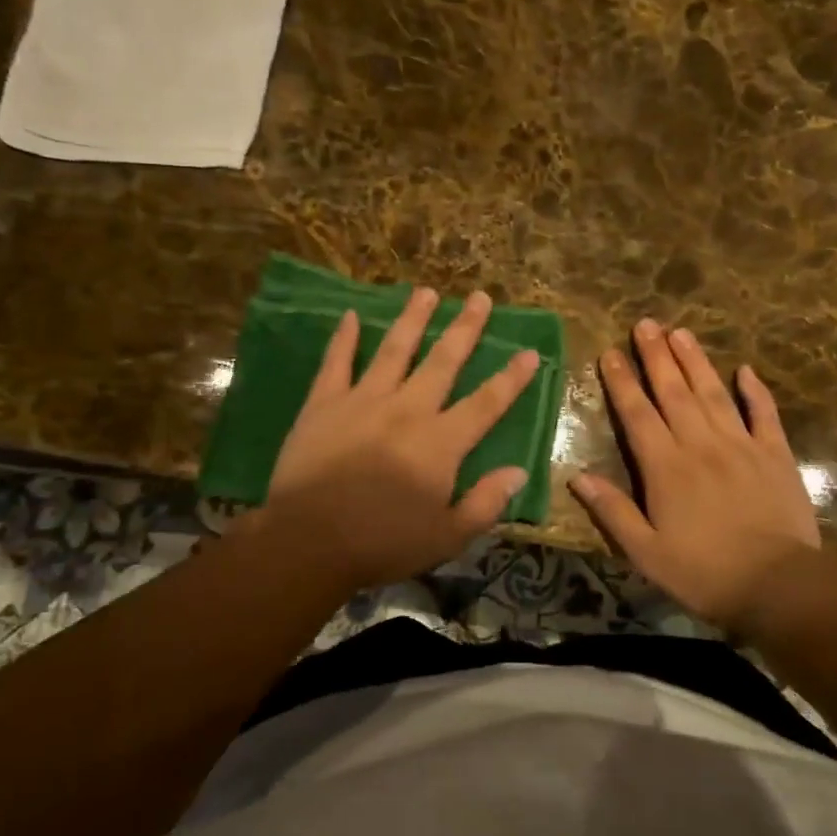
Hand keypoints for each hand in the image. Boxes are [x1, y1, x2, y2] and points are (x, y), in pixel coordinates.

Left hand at [259, 287, 539, 587]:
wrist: (308, 542)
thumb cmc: (382, 543)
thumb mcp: (447, 537)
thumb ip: (486, 503)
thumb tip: (519, 471)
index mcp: (441, 442)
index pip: (486, 403)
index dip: (510, 378)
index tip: (529, 351)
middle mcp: (407, 409)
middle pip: (443, 361)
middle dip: (465, 328)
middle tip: (479, 297)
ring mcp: (363, 401)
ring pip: (394, 350)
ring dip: (413, 319)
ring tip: (426, 292)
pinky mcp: (324, 404)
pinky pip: (336, 363)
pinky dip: (344, 338)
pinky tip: (351, 315)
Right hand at [571, 319, 831, 634]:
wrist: (778, 586)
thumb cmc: (703, 573)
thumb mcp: (645, 552)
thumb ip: (612, 510)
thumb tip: (576, 476)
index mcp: (665, 466)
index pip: (637, 413)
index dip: (622, 381)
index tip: (610, 352)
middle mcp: (700, 444)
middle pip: (673, 391)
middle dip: (656, 356)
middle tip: (646, 323)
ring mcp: (741, 445)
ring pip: (713, 393)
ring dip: (695, 361)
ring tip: (681, 332)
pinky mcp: (775, 454)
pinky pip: (764, 414)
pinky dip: (755, 391)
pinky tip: (746, 370)